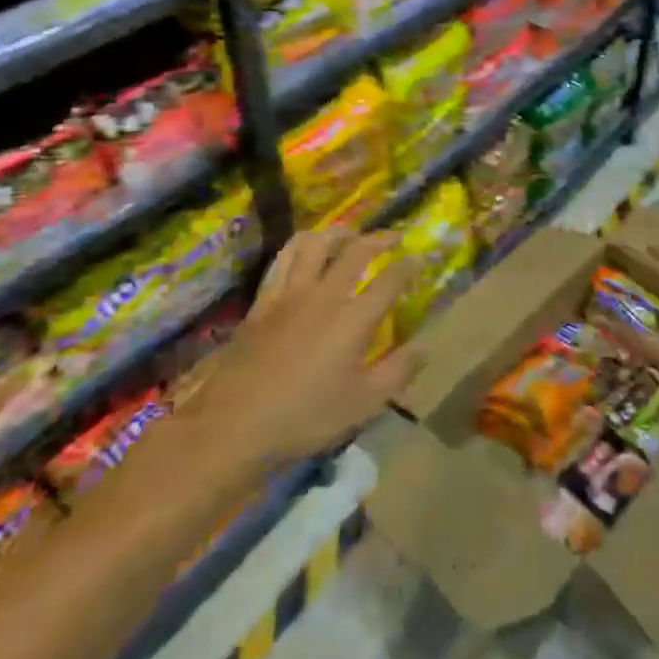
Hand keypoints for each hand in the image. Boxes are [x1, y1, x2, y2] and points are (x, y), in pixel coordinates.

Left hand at [190, 229, 421, 468]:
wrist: (233, 425)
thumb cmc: (305, 417)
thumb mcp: (363, 404)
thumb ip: (398, 372)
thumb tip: (426, 347)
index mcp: (353, 319)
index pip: (389, 280)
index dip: (409, 266)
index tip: (420, 258)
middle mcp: (324, 296)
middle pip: (355, 251)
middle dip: (379, 238)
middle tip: (392, 237)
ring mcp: (289, 294)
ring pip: (314, 244)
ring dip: (337, 233)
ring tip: (348, 235)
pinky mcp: (262, 302)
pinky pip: (282, 260)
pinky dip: (299, 248)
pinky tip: (303, 252)